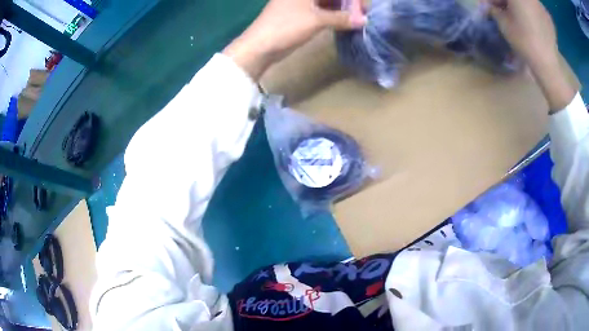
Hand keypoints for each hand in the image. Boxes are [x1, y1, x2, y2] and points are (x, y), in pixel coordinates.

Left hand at [224, 0, 365, 80]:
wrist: (260, 46)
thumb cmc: (286, 27)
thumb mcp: (316, 20)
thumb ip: (342, 18)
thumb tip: (364, 20)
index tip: (363, 8)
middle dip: (348, 3)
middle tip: (362, 14)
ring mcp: (300, 3)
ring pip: (326, 1)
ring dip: (342, 9)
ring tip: (356, 19)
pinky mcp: (300, 14)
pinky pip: (321, 10)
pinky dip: (333, 14)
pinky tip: (344, 21)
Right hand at [489, 0, 575, 110]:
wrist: (547, 64)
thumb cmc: (523, 40)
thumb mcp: (503, 23)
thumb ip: (494, 9)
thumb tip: (490, 6)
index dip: (495, 0)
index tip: (491, 7)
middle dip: (508, 1)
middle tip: (504, 10)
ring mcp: (540, 5)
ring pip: (527, 1)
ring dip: (520, 5)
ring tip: (519, 17)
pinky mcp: (548, 17)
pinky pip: (536, 8)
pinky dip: (531, 11)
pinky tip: (531, 22)